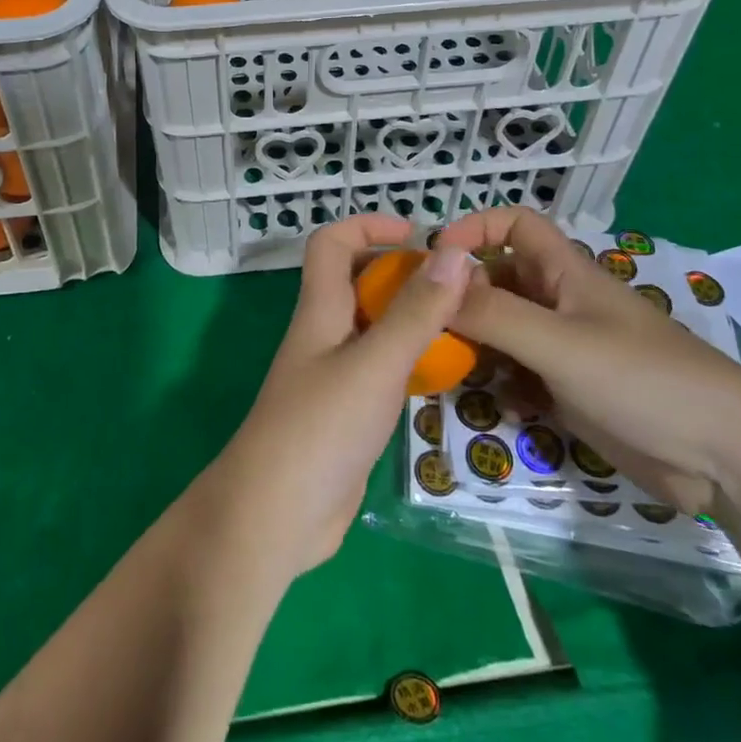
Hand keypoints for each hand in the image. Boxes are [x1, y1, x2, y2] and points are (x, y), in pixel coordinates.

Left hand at [198, 215, 473, 584]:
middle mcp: (324, 333)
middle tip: (457, 289)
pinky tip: (442, 376)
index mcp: (320, 309)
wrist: (276, 515)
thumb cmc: (321, 427)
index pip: (332, 243)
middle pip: (358, 281)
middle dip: (403, 274)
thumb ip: (415, 312)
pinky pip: (380, 368)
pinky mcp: (346, 412)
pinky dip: (409, 361)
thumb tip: (453, 253)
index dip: (369, 225)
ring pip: (373, 327)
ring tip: (464, 327)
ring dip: (412, 319)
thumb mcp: (375, 363)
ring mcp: (333, 374)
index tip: (418, 235)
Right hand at [437, 207, 740, 514]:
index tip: (436, 261)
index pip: (514, 225)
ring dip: (476, 345)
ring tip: (447, 366)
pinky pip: (520, 375)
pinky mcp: (571, 391)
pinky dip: (502, 385)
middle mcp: (560, 304)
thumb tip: (433, 284)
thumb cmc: (643, 380)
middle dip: (462, 297)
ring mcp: (566, 350)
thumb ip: (493, 314)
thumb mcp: (558, 344)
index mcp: (564, 274)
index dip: (475, 229)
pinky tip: (498, 405)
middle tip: (425, 325)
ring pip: (503, 330)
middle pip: (498, 281)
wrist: (727, 459)